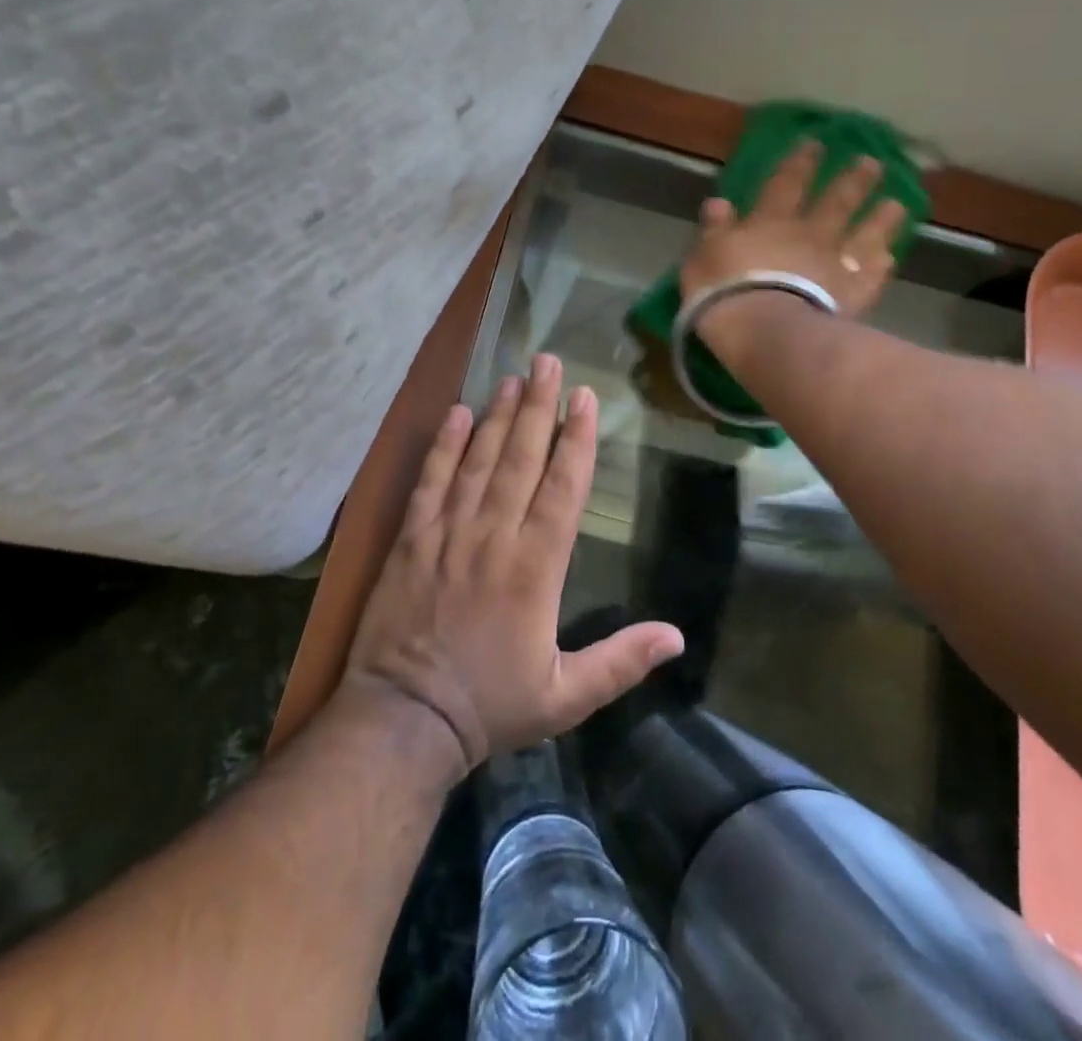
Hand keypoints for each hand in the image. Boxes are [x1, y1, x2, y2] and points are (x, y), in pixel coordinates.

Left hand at [342, 354, 684, 779]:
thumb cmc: (491, 706)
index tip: (584, 398)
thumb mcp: (566, 698)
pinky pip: (430, 482)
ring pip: (479, 461)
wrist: (404, 720)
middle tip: (547, 361)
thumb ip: (621, 661)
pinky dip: (444, 446)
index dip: (576, 439)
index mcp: (536, 568)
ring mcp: (448, 533)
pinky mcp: (411, 539)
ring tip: (513, 378)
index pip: (563, 488)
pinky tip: (458, 414)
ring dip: (498, 416)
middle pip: (521, 459)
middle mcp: (494, 537)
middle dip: (538, 407)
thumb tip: (678, 636)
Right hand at [680, 141, 907, 363]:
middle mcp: (808, 236)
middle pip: (836, 202)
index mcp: (769, 224)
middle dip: (853, 181)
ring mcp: (835, 264)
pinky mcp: (853, 295)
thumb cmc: (724, 294)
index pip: (786, 184)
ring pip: (864, 234)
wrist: (765, 331)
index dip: (800, 163)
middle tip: (872, 162)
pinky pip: (872, 276)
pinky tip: (890, 257)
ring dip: (881, 218)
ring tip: (897, 203)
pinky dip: (882, 265)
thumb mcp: (703, 259)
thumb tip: (719, 202)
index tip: (816, 144)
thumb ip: (714, 231)